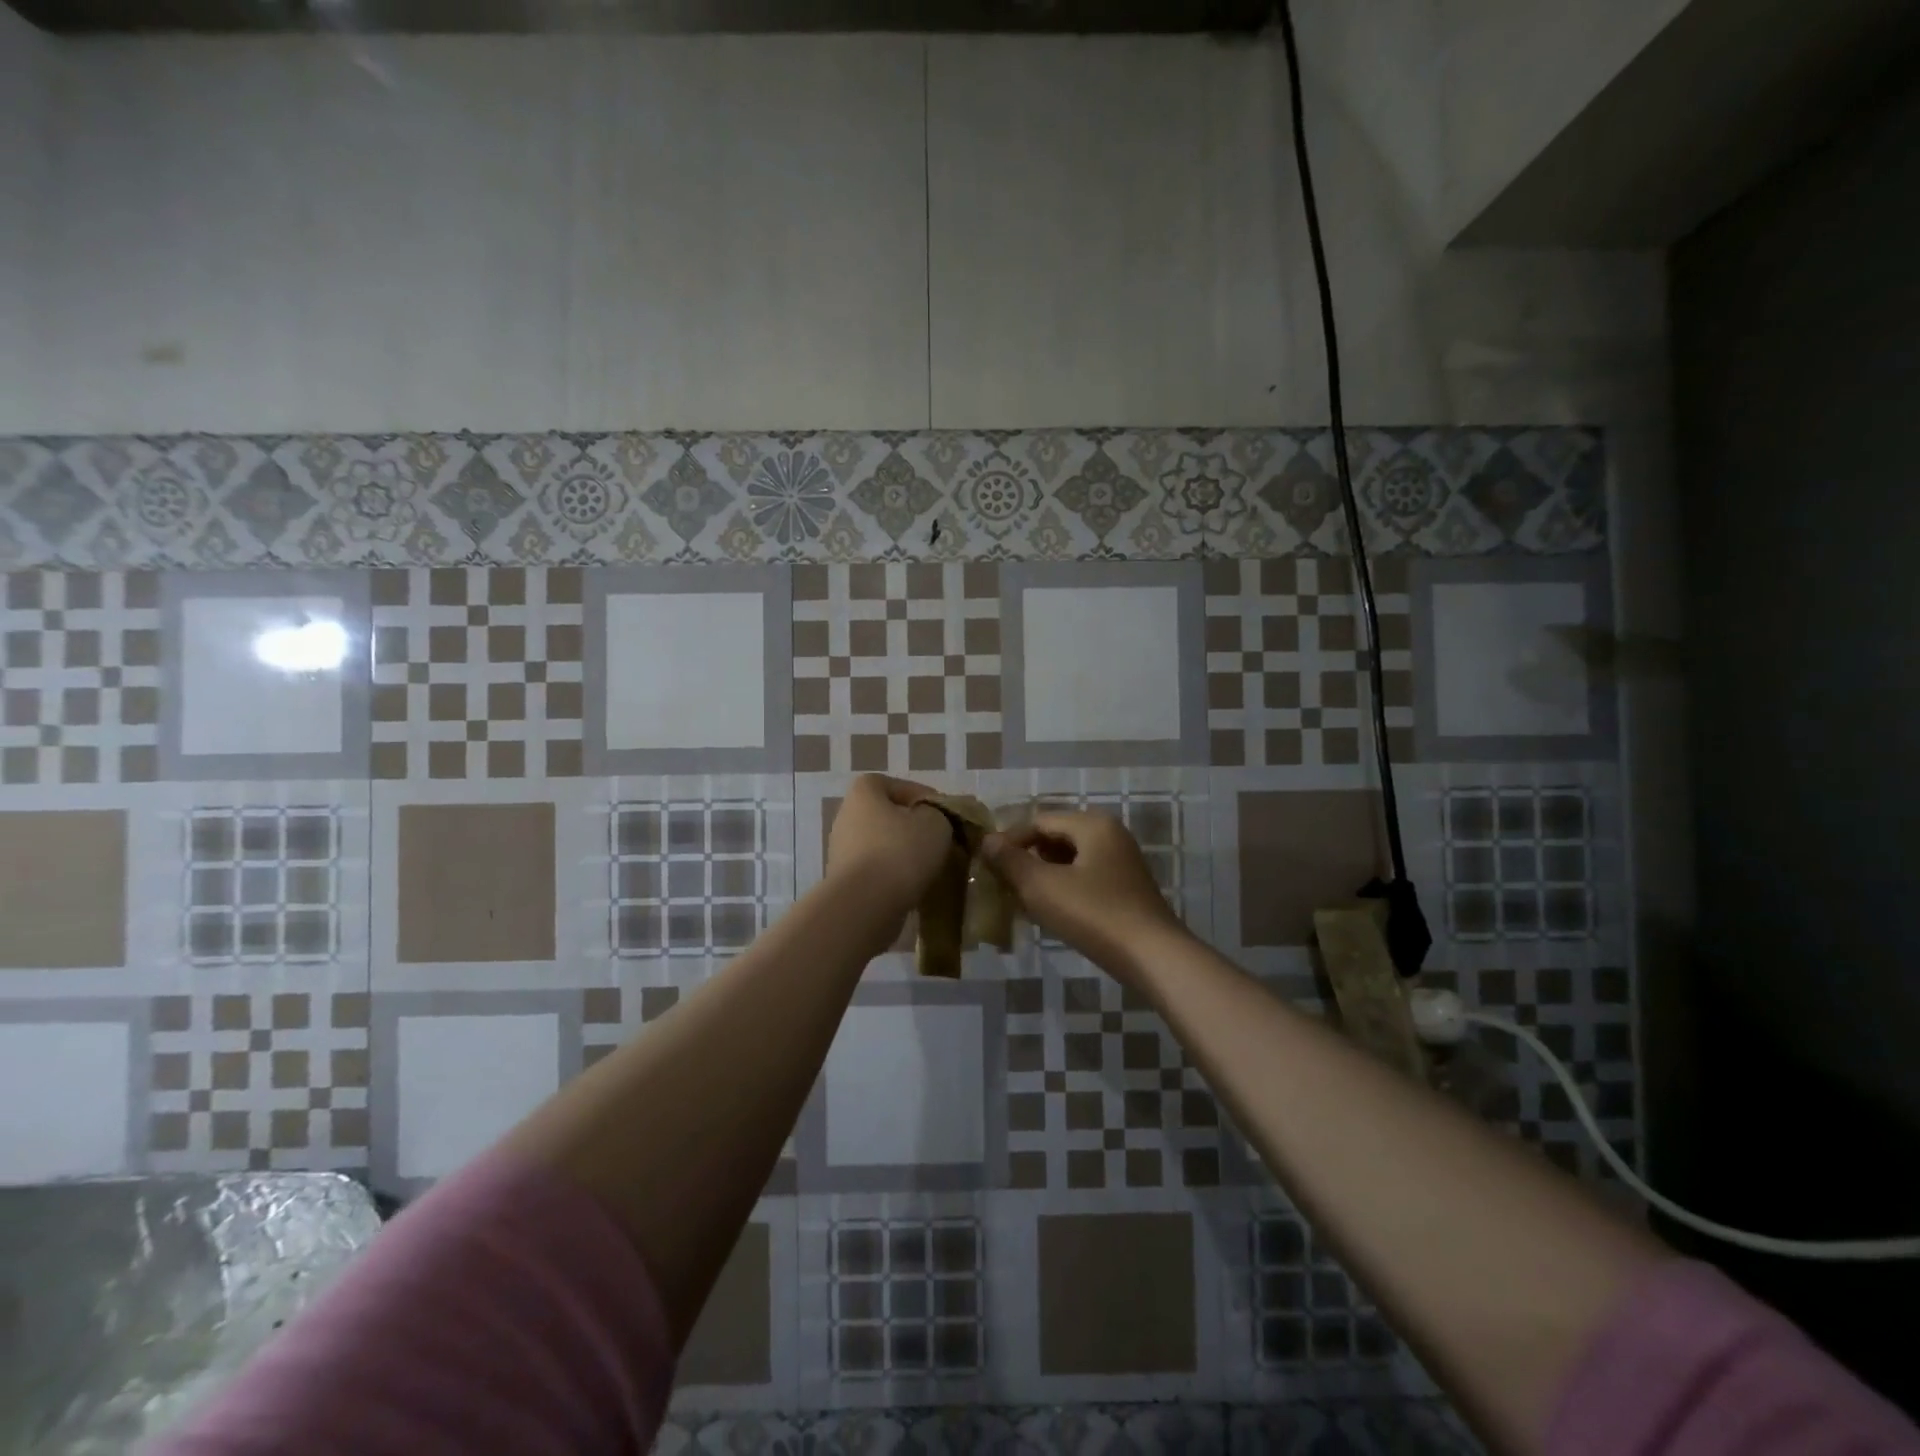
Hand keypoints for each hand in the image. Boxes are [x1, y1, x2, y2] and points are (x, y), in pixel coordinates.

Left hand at [825, 774, 953, 928]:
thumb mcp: (936, 822)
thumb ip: (940, 813)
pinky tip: (914, 886)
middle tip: (941, 841)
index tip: (945, 815)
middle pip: (890, 816)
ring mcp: (842, 850)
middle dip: (915, 827)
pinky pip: (877, 870)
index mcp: (863, 792)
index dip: (925, 797)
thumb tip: (934, 819)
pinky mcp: (844, 880)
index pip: (899, 785)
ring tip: (932, 866)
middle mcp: (846, 816)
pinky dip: (894, 875)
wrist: (866, 905)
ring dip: (905, 853)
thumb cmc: (901, 851)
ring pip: (883, 845)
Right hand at [981, 811, 1188, 977]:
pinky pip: (1085, 878)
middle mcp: (1111, 835)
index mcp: (1093, 825)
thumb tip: (987, 841)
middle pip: (1056, 838)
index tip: (987, 865)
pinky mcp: (1126, 889)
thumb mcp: (1042, 887)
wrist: (1153, 957)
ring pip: (1071, 860)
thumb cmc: (1094, 914)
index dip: (1009, 841)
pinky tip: (1051, 912)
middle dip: (1027, 858)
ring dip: (1044, 875)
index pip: (1039, 821)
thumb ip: (1011, 861)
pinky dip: (1064, 888)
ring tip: (1022, 900)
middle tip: (1003, 884)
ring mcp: (1122, 862)